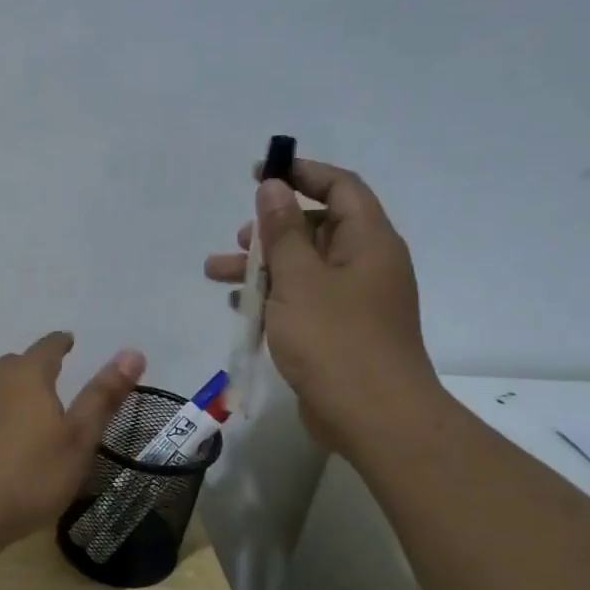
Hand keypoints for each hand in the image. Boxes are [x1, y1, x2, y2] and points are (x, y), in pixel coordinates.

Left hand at [0, 332, 145, 550]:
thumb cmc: (27, 476)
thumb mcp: (78, 440)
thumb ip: (103, 398)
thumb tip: (132, 352)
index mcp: (27, 377)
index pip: (47, 348)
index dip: (61, 343)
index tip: (68, 341)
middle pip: (16, 364)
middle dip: (35, 365)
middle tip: (53, 374)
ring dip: (13, 390)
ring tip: (29, 407)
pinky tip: (0, 438)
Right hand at [205, 158, 442, 452]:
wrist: (373, 417)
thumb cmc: (335, 340)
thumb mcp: (300, 279)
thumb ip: (283, 231)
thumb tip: (273, 188)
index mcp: (369, 242)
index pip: (340, 187)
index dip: (302, 173)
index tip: (261, 172)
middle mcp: (367, 265)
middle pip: (318, 228)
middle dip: (272, 228)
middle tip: (239, 238)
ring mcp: (355, 301)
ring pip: (304, 267)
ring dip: (262, 266)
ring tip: (216, 272)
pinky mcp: (341, 332)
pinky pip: (304, 299)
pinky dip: (273, 296)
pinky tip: (240, 307)